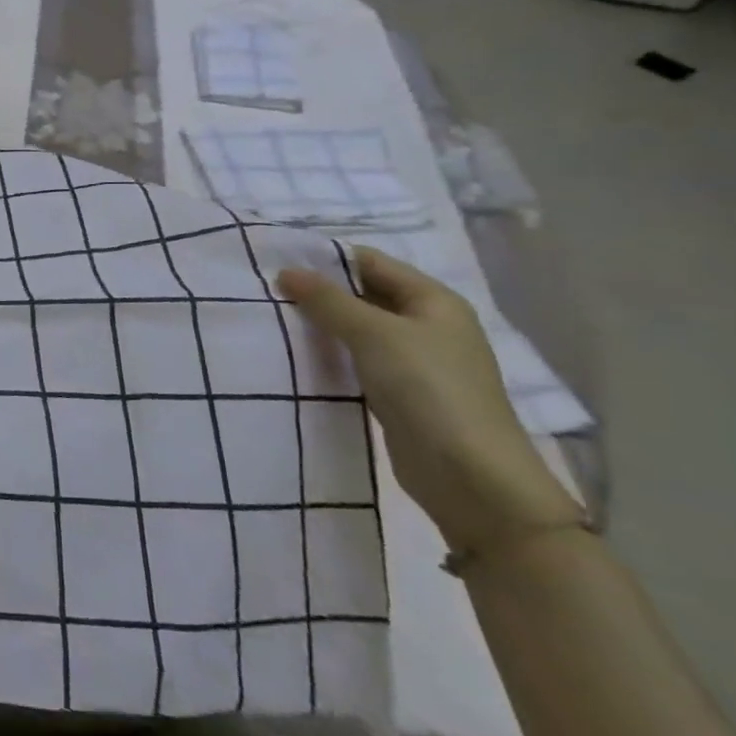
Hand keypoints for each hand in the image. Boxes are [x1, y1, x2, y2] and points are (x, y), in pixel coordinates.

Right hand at [278, 246, 580, 553]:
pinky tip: (296, 354)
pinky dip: (329, 354)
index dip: (326, 258)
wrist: (470, 477)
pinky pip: (357, 360)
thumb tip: (286, 272)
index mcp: (433, 301)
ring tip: (272, 318)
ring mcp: (415, 362)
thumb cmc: (428, 388)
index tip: (276, 260)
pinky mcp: (400, 393)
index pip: (371, 262)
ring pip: (358, 329)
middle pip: (364, 294)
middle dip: (318, 292)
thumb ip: (327, 300)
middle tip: (265, 289)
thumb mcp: (374, 334)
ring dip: (321, 325)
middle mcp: (427, 325)